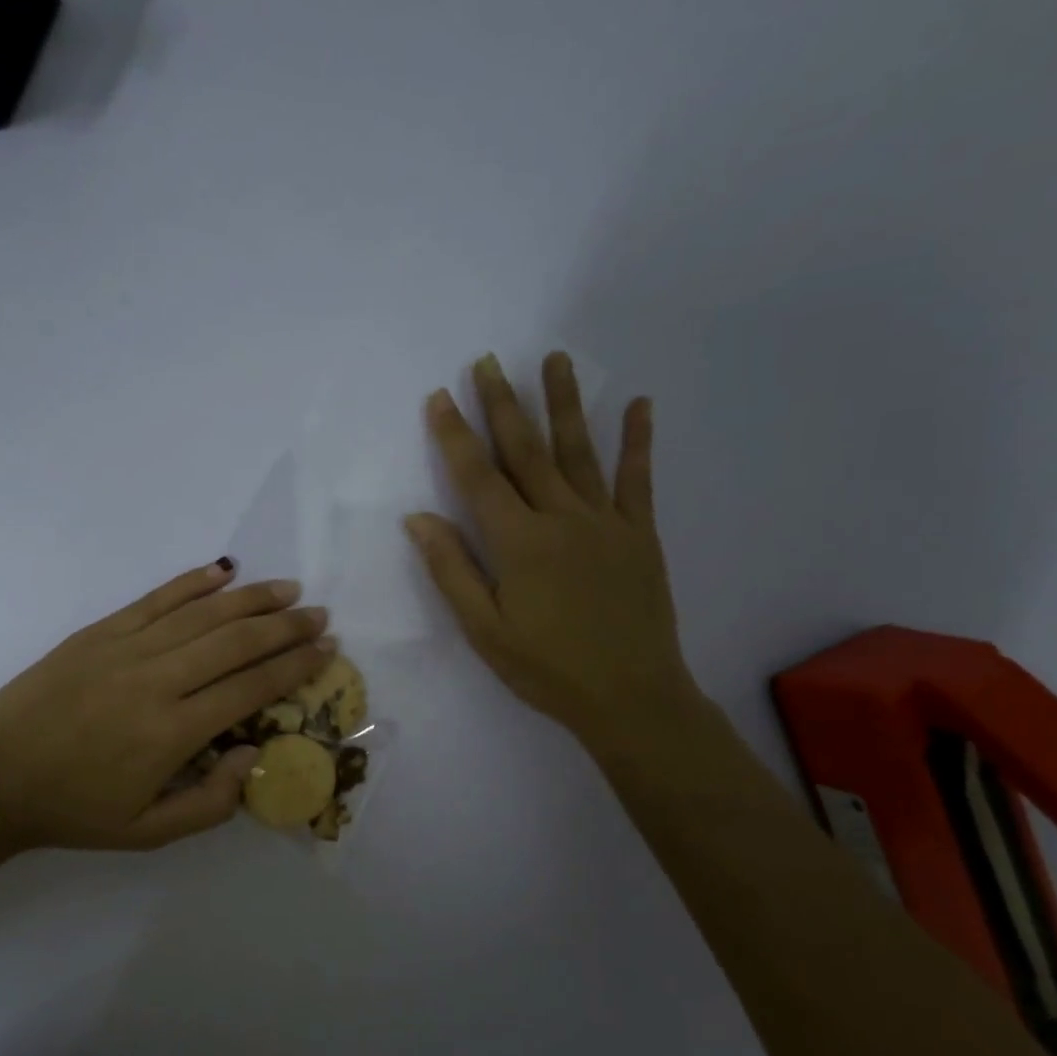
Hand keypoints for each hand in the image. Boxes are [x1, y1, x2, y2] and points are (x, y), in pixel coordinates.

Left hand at [0, 562, 334, 851]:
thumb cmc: (75, 810)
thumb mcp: (149, 832)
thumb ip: (211, 802)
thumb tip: (255, 754)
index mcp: (173, 732)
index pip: (251, 688)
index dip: (295, 666)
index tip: (326, 650)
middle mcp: (157, 680)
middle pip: (236, 642)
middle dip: (285, 627)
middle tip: (319, 615)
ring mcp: (126, 648)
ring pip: (203, 614)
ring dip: (251, 599)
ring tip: (287, 589)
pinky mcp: (100, 631)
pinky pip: (156, 599)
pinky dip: (193, 582)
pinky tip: (223, 571)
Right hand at [406, 353, 706, 757]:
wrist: (631, 696)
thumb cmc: (546, 668)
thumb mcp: (484, 630)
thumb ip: (452, 570)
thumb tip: (417, 518)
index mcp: (518, 542)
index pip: (477, 476)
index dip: (455, 434)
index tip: (441, 395)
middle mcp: (560, 517)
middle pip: (526, 450)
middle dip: (503, 403)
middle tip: (489, 361)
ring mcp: (605, 521)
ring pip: (579, 450)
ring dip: (565, 402)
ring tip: (555, 358)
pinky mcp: (639, 533)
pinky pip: (637, 479)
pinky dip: (638, 441)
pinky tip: (639, 404)